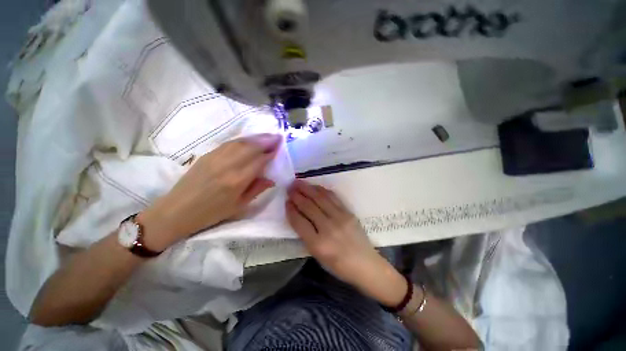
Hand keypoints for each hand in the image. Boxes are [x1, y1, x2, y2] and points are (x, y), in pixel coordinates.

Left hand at [139, 134, 281, 250]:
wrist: (177, 211)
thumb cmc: (211, 213)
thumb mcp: (239, 206)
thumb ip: (257, 189)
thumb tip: (271, 179)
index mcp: (237, 180)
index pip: (259, 161)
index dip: (271, 153)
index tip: (280, 147)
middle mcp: (228, 165)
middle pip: (251, 147)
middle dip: (266, 140)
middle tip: (278, 137)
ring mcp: (216, 158)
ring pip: (240, 142)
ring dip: (256, 137)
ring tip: (267, 136)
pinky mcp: (207, 155)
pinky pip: (229, 143)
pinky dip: (243, 140)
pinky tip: (249, 140)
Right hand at [286, 180, 406, 305]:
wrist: (366, 264)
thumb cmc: (339, 266)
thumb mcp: (318, 256)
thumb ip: (306, 236)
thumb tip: (297, 216)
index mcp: (318, 244)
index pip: (299, 222)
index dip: (291, 210)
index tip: (286, 201)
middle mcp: (328, 228)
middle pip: (309, 207)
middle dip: (297, 195)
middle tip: (289, 187)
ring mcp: (340, 218)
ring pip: (320, 198)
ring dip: (308, 189)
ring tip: (298, 182)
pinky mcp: (348, 212)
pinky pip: (333, 197)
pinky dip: (322, 190)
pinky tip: (315, 187)